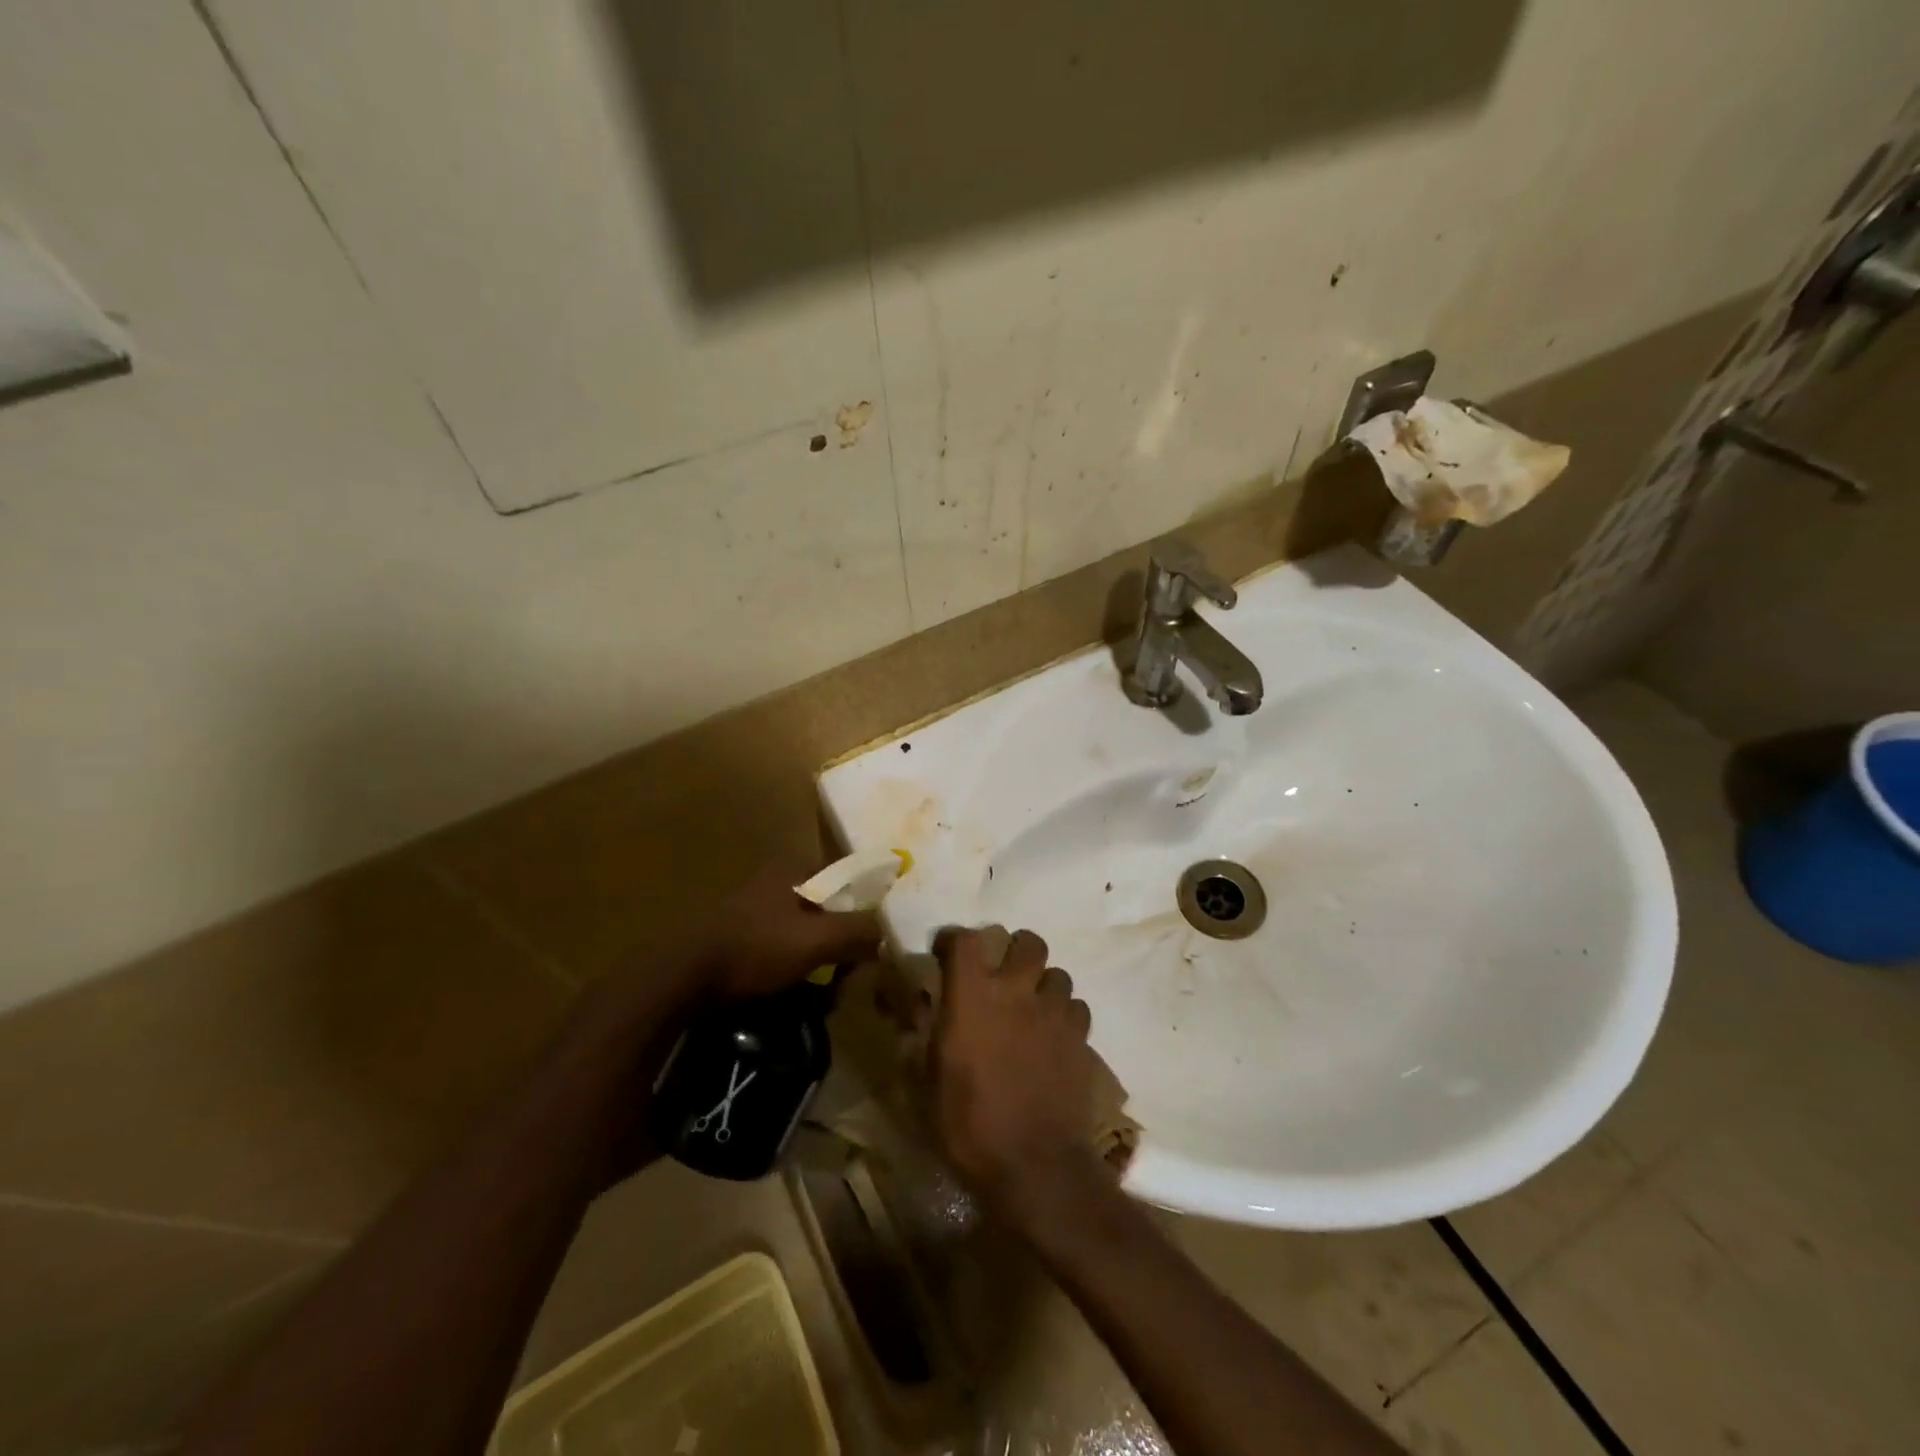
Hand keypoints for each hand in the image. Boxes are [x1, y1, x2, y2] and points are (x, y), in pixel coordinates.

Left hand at [696, 861, 882, 1001]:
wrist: (683, 979)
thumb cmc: (755, 949)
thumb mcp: (816, 940)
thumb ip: (857, 931)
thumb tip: (885, 933)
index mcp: (793, 870)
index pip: (847, 880)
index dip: (865, 908)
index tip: (874, 940)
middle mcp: (776, 882)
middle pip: (828, 909)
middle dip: (842, 941)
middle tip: (850, 974)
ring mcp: (755, 909)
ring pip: (807, 932)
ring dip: (821, 959)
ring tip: (828, 992)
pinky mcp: (740, 937)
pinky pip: (784, 949)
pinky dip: (797, 968)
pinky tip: (799, 993)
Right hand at [929, 927, 1100, 1215]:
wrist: (1033, 1164)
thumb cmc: (968, 1123)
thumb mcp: (927, 1082)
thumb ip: (925, 1036)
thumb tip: (920, 1012)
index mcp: (972, 996)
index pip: (965, 940)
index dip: (954, 939)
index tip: (944, 952)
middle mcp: (1017, 991)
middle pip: (1028, 942)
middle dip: (1015, 950)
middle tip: (1003, 974)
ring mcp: (1054, 1012)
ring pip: (1058, 973)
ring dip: (1043, 985)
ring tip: (1032, 1008)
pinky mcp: (1081, 1037)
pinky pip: (1077, 1007)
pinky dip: (1065, 1015)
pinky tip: (1054, 1036)